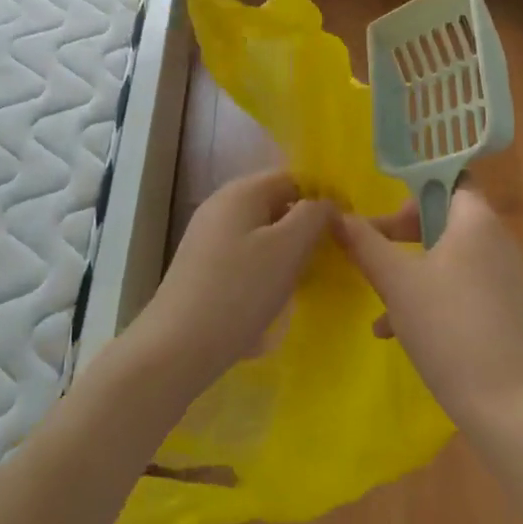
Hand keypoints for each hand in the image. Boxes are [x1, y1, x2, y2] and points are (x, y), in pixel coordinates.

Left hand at [133, 170, 332, 394]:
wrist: (178, 346)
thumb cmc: (240, 290)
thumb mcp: (288, 248)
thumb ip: (313, 216)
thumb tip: (325, 204)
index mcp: (241, 191)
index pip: (293, 178)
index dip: (322, 198)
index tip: (345, 230)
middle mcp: (221, 204)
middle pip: (276, 203)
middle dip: (304, 226)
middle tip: (329, 257)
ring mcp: (208, 235)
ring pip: (261, 231)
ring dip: (286, 250)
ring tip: (305, 279)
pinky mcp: (202, 265)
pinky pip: (245, 253)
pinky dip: (265, 267)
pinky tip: (274, 296)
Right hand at [331, 187, 522, 431]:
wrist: (503, 403)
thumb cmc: (446, 325)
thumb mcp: (395, 281)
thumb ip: (364, 243)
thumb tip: (336, 215)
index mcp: (477, 221)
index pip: (450, 179)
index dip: (414, 189)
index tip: (383, 211)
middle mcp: (497, 240)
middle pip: (444, 217)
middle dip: (402, 232)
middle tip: (372, 247)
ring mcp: (502, 277)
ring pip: (447, 255)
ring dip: (409, 267)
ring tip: (376, 294)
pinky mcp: (501, 309)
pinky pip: (459, 284)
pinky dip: (428, 293)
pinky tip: (392, 328)